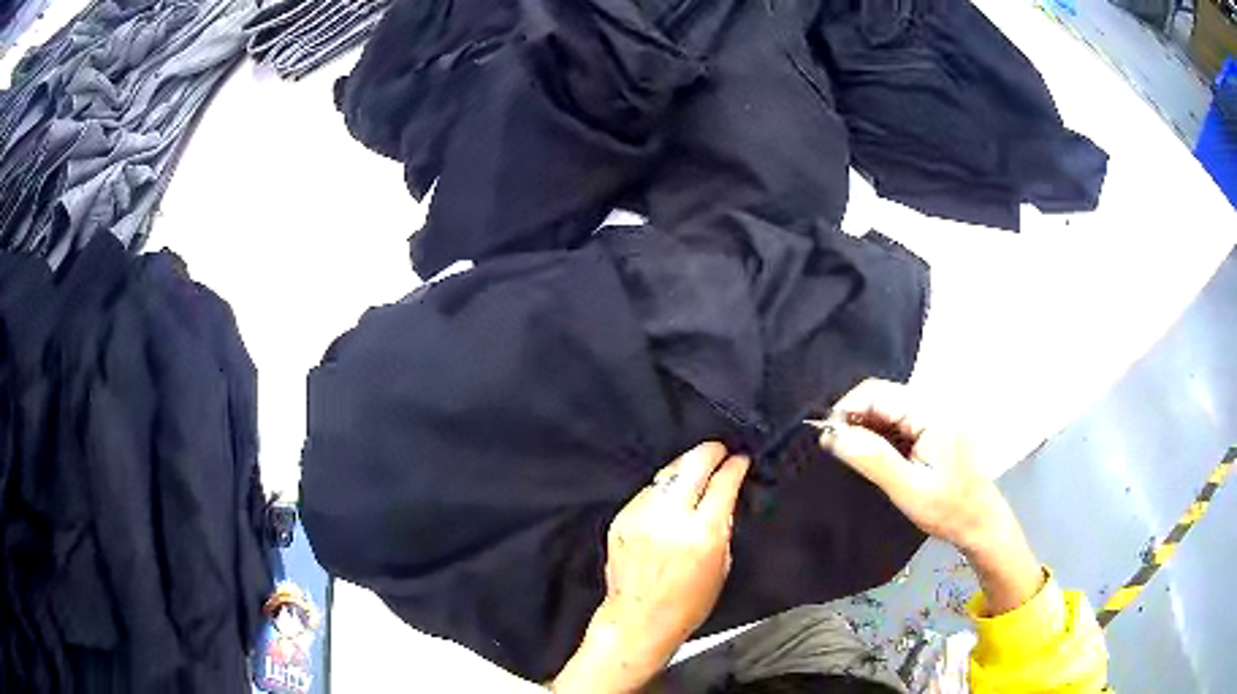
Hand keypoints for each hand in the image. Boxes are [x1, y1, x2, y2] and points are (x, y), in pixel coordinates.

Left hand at [551, 442, 749, 692]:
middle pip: (693, 465)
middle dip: (710, 452)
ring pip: (667, 473)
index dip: (734, 466)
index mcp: (701, 533)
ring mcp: (641, 516)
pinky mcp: (622, 519)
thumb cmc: (687, 602)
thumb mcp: (721, 565)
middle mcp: (669, 518)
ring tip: (696, 469)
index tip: (740, 459)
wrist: (639, 618)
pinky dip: (662, 489)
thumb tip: (724, 496)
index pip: (722, 482)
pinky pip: (647, 492)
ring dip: (685, 467)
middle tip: (720, 450)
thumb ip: (721, 526)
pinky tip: (670, 496)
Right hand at [818, 379, 1042, 614]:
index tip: (827, 441)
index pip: (876, 392)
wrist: (980, 520)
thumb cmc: (948, 508)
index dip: (845, 410)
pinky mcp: (933, 424)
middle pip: (881, 395)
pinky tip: (874, 457)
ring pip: (887, 407)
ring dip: (865, 428)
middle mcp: (933, 401)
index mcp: (931, 410)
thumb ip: (871, 458)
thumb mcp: (908, 489)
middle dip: (853, 419)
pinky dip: (880, 434)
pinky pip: (898, 419)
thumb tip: (831, 434)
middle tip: (835, 451)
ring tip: (852, 456)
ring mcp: (934, 412)